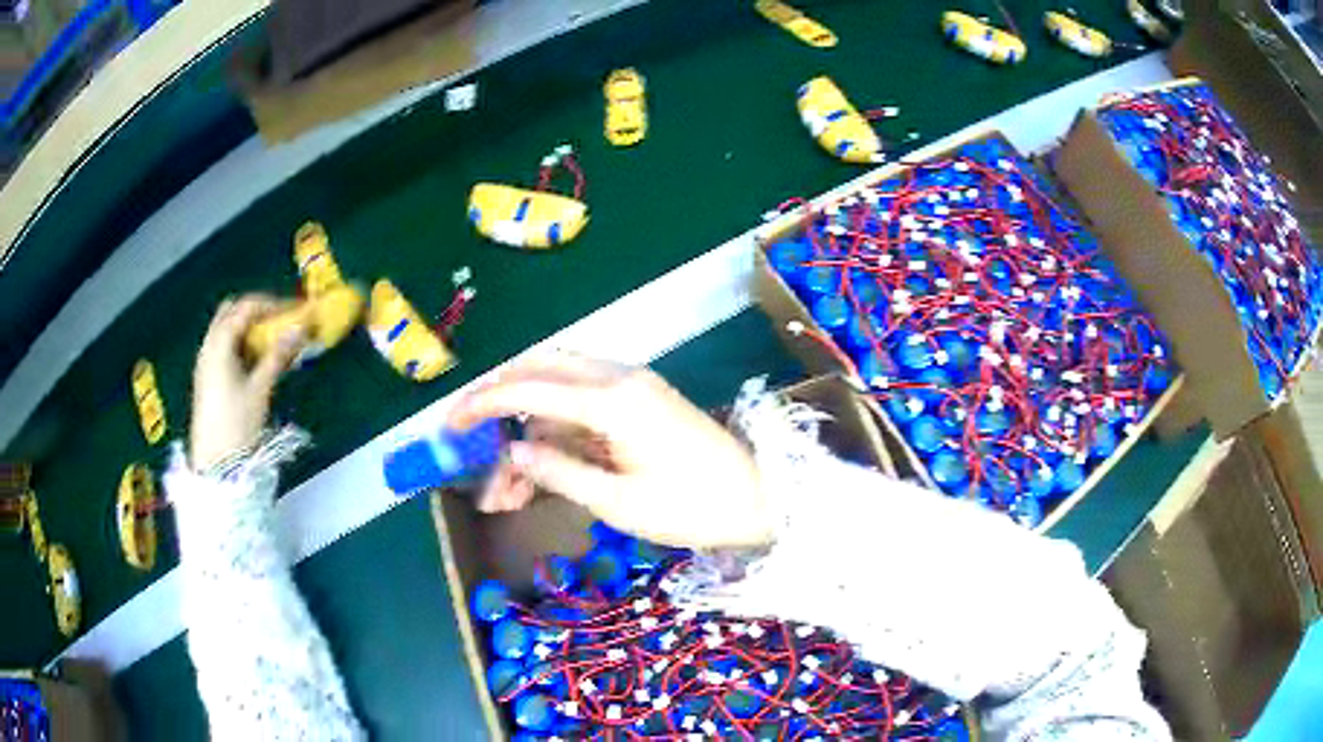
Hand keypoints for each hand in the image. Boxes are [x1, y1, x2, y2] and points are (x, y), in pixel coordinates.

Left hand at [190, 295, 304, 470]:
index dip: (274, 304)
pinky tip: (257, 360)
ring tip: (273, 341)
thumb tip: (302, 327)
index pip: (247, 307)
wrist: (214, 464)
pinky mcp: (207, 378)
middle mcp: (209, 345)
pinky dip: (241, 343)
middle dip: (257, 311)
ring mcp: (206, 362)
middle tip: (281, 321)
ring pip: (227, 329)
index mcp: (220, 343)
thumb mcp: (260, 389)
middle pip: (232, 312)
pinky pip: (224, 346)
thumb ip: (279, 355)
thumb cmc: (237, 424)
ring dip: (249, 328)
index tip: (297, 311)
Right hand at [448, 354, 772, 548]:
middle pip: (539, 372)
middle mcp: (618, 379)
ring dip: (526, 434)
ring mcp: (631, 388)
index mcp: (612, 399)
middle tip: (469, 441)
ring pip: (558, 396)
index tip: (449, 425)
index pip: (528, 388)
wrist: (762, 499)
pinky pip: (582, 410)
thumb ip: (558, 472)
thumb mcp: (619, 502)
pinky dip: (555, 439)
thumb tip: (512, 451)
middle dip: (498, 404)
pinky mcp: (639, 404)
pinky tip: (537, 477)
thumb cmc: (695, 507)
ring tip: (504, 494)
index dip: (482, 404)